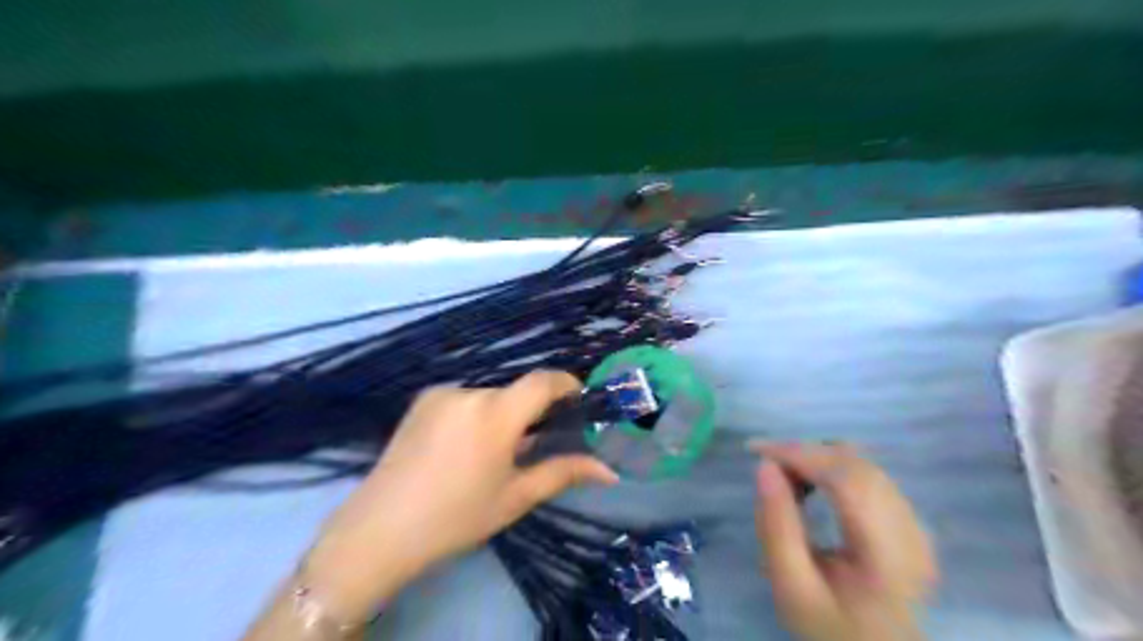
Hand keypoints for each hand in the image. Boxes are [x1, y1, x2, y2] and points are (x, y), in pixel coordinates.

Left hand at [301, 367, 615, 622]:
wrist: (380, 530)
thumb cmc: (457, 516)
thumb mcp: (516, 497)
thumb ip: (563, 473)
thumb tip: (608, 470)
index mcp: (496, 413)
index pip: (542, 380)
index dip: (566, 383)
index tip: (578, 399)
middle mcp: (469, 391)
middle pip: (515, 392)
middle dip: (530, 412)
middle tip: (532, 445)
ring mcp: (441, 393)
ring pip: (488, 397)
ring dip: (500, 415)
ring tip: (490, 454)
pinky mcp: (421, 400)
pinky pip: (463, 400)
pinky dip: (474, 415)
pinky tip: (460, 449)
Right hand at [752, 444, 936, 640]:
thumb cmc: (828, 627)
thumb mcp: (791, 587)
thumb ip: (776, 526)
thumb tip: (765, 467)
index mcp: (888, 556)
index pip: (847, 480)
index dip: (801, 455)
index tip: (756, 450)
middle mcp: (912, 533)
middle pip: (858, 466)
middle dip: (806, 453)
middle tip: (767, 466)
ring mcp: (916, 526)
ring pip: (864, 465)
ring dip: (820, 459)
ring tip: (785, 477)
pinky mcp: (910, 522)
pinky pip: (869, 476)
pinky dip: (834, 469)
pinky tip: (812, 485)